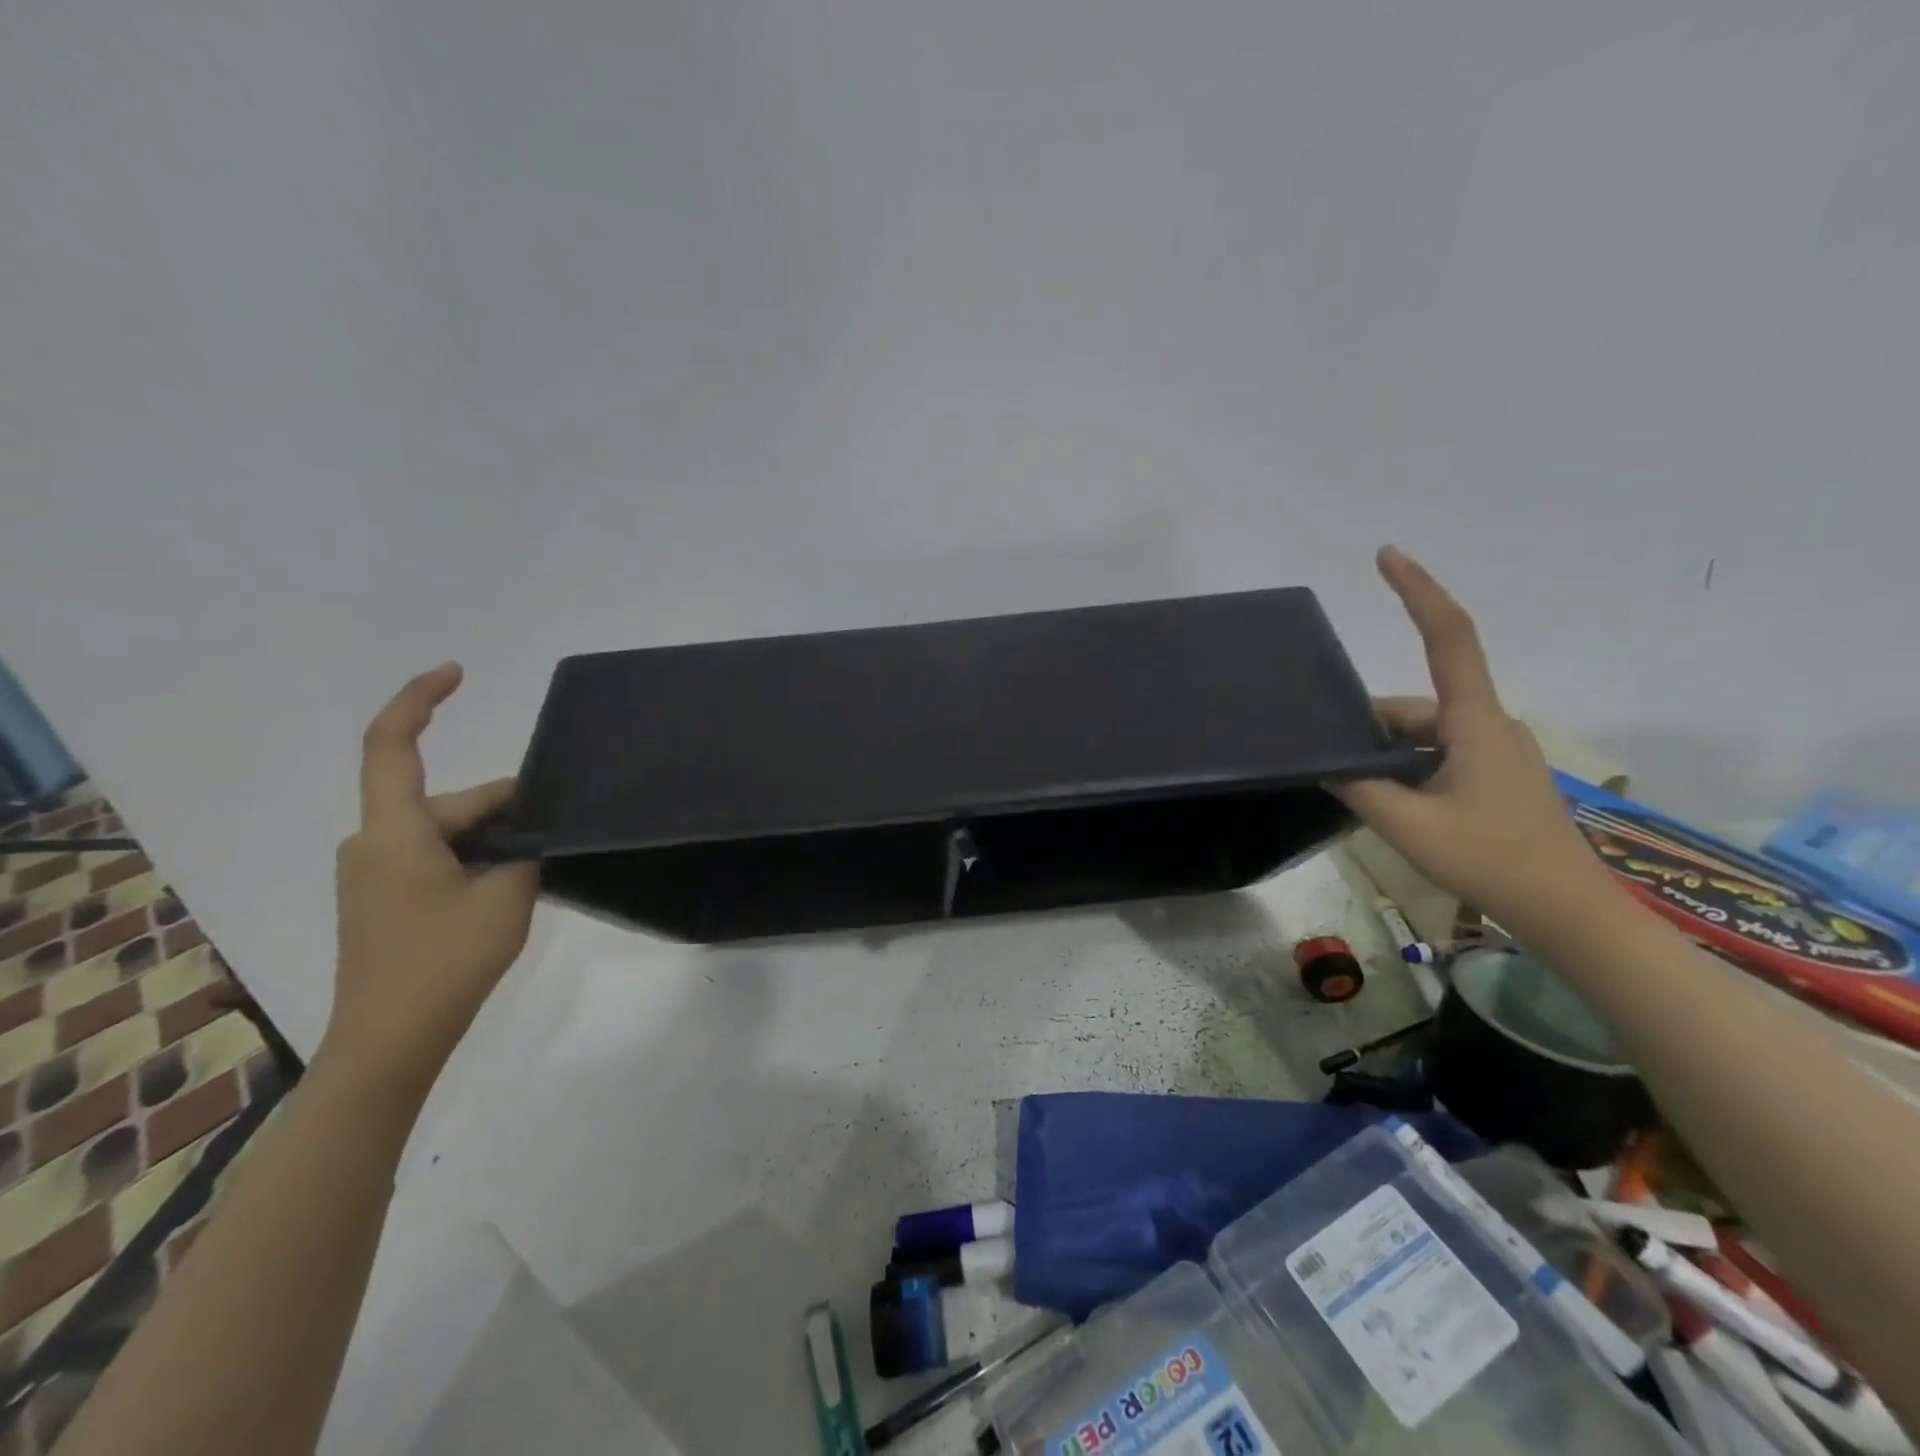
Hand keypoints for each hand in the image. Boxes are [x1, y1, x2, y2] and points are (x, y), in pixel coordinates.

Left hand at [323, 663, 538, 1097]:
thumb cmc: (444, 961)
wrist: (389, 1042)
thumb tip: (534, 832)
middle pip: (449, 801)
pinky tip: (511, 884)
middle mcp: (374, 842)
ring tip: (542, 864)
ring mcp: (376, 873)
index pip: (392, 745)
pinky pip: (437, 857)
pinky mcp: (384, 900)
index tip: (457, 673)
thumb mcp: (507, 896)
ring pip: (448, 833)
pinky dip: (476, 858)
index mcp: (394, 831)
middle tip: (563, 829)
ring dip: (496, 839)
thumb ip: (527, 850)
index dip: (419, 700)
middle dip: (507, 809)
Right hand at [1328, 547, 1616, 929]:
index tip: (1387, 555)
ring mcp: (1498, 751)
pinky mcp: (1499, 776)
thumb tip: (1323, 762)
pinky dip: (1409, 770)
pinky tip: (1393, 806)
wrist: (1570, 912)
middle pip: (1415, 705)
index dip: (1418, 591)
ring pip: (1424, 735)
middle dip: (1370, 729)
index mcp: (1474, 722)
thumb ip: (1358, 787)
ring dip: (1388, 757)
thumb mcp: (1407, 825)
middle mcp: (1490, 724)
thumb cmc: (1491, 860)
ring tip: (1364, 799)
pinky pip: (1440, 754)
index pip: (1448, 638)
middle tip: (1334, 769)